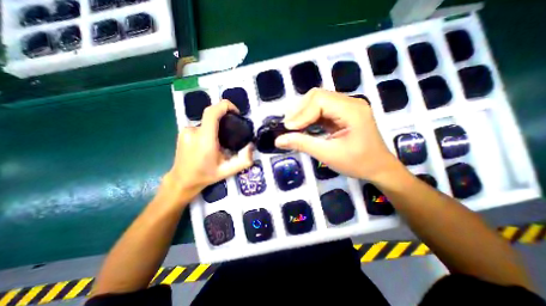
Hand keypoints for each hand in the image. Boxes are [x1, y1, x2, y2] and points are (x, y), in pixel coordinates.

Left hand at [163, 99, 254, 201]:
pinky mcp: (183, 132)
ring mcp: (186, 131)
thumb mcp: (229, 171)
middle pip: (212, 115)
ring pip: (207, 123)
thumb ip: (244, 160)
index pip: (212, 112)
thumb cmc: (206, 175)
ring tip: (220, 143)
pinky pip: (200, 126)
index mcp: (205, 139)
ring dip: (216, 128)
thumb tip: (251, 145)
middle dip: (224, 120)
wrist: (182, 181)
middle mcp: (193, 131)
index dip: (225, 105)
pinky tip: (209, 144)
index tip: (236, 112)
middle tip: (232, 134)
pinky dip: (208, 131)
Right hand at [278, 88, 399, 181]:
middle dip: (300, 110)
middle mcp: (350, 102)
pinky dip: (309, 116)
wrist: (378, 168)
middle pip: (317, 96)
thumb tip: (278, 140)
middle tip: (288, 126)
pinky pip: (322, 109)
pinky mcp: (342, 113)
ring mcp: (347, 106)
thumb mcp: (328, 155)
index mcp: (352, 110)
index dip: (301, 114)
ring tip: (292, 126)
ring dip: (303, 112)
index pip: (319, 101)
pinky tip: (302, 126)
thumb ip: (302, 144)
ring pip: (318, 100)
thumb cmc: (357, 163)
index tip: (288, 128)